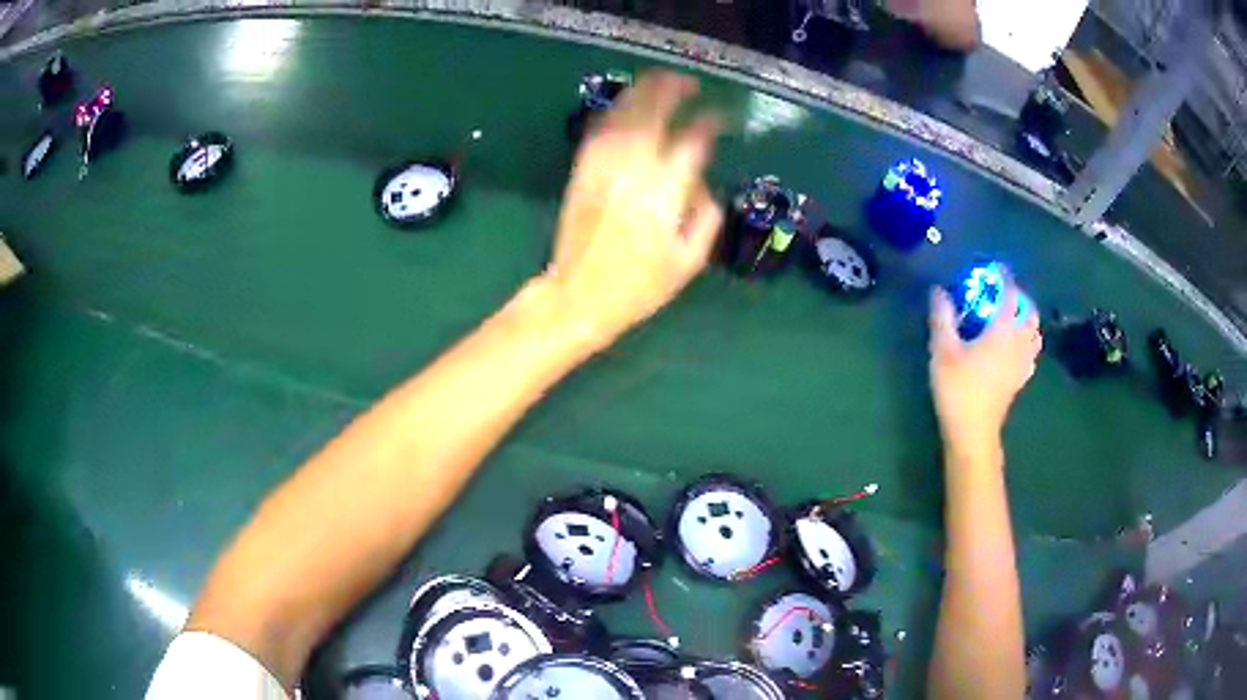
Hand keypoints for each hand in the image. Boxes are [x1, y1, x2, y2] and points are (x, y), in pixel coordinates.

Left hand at [545, 70, 723, 349]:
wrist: (579, 296)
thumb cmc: (640, 286)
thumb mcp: (689, 261)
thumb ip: (706, 216)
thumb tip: (704, 183)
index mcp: (664, 192)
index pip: (692, 141)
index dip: (709, 123)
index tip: (720, 117)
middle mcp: (633, 169)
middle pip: (653, 113)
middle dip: (673, 90)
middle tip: (689, 82)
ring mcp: (603, 166)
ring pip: (624, 115)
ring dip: (644, 92)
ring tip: (661, 80)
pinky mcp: (582, 171)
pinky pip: (600, 130)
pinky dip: (616, 111)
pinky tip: (628, 104)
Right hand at [928, 277, 1040, 455]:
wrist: (972, 433)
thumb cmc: (959, 388)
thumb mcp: (943, 350)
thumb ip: (942, 317)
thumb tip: (938, 290)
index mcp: (1003, 330)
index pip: (1010, 295)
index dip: (1004, 278)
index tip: (996, 268)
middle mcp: (1018, 343)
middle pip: (1030, 313)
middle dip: (1020, 299)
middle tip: (1004, 294)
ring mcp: (1022, 363)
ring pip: (1034, 334)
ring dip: (1027, 320)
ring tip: (1012, 318)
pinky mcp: (1020, 380)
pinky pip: (1031, 353)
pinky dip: (1027, 342)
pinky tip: (1015, 347)